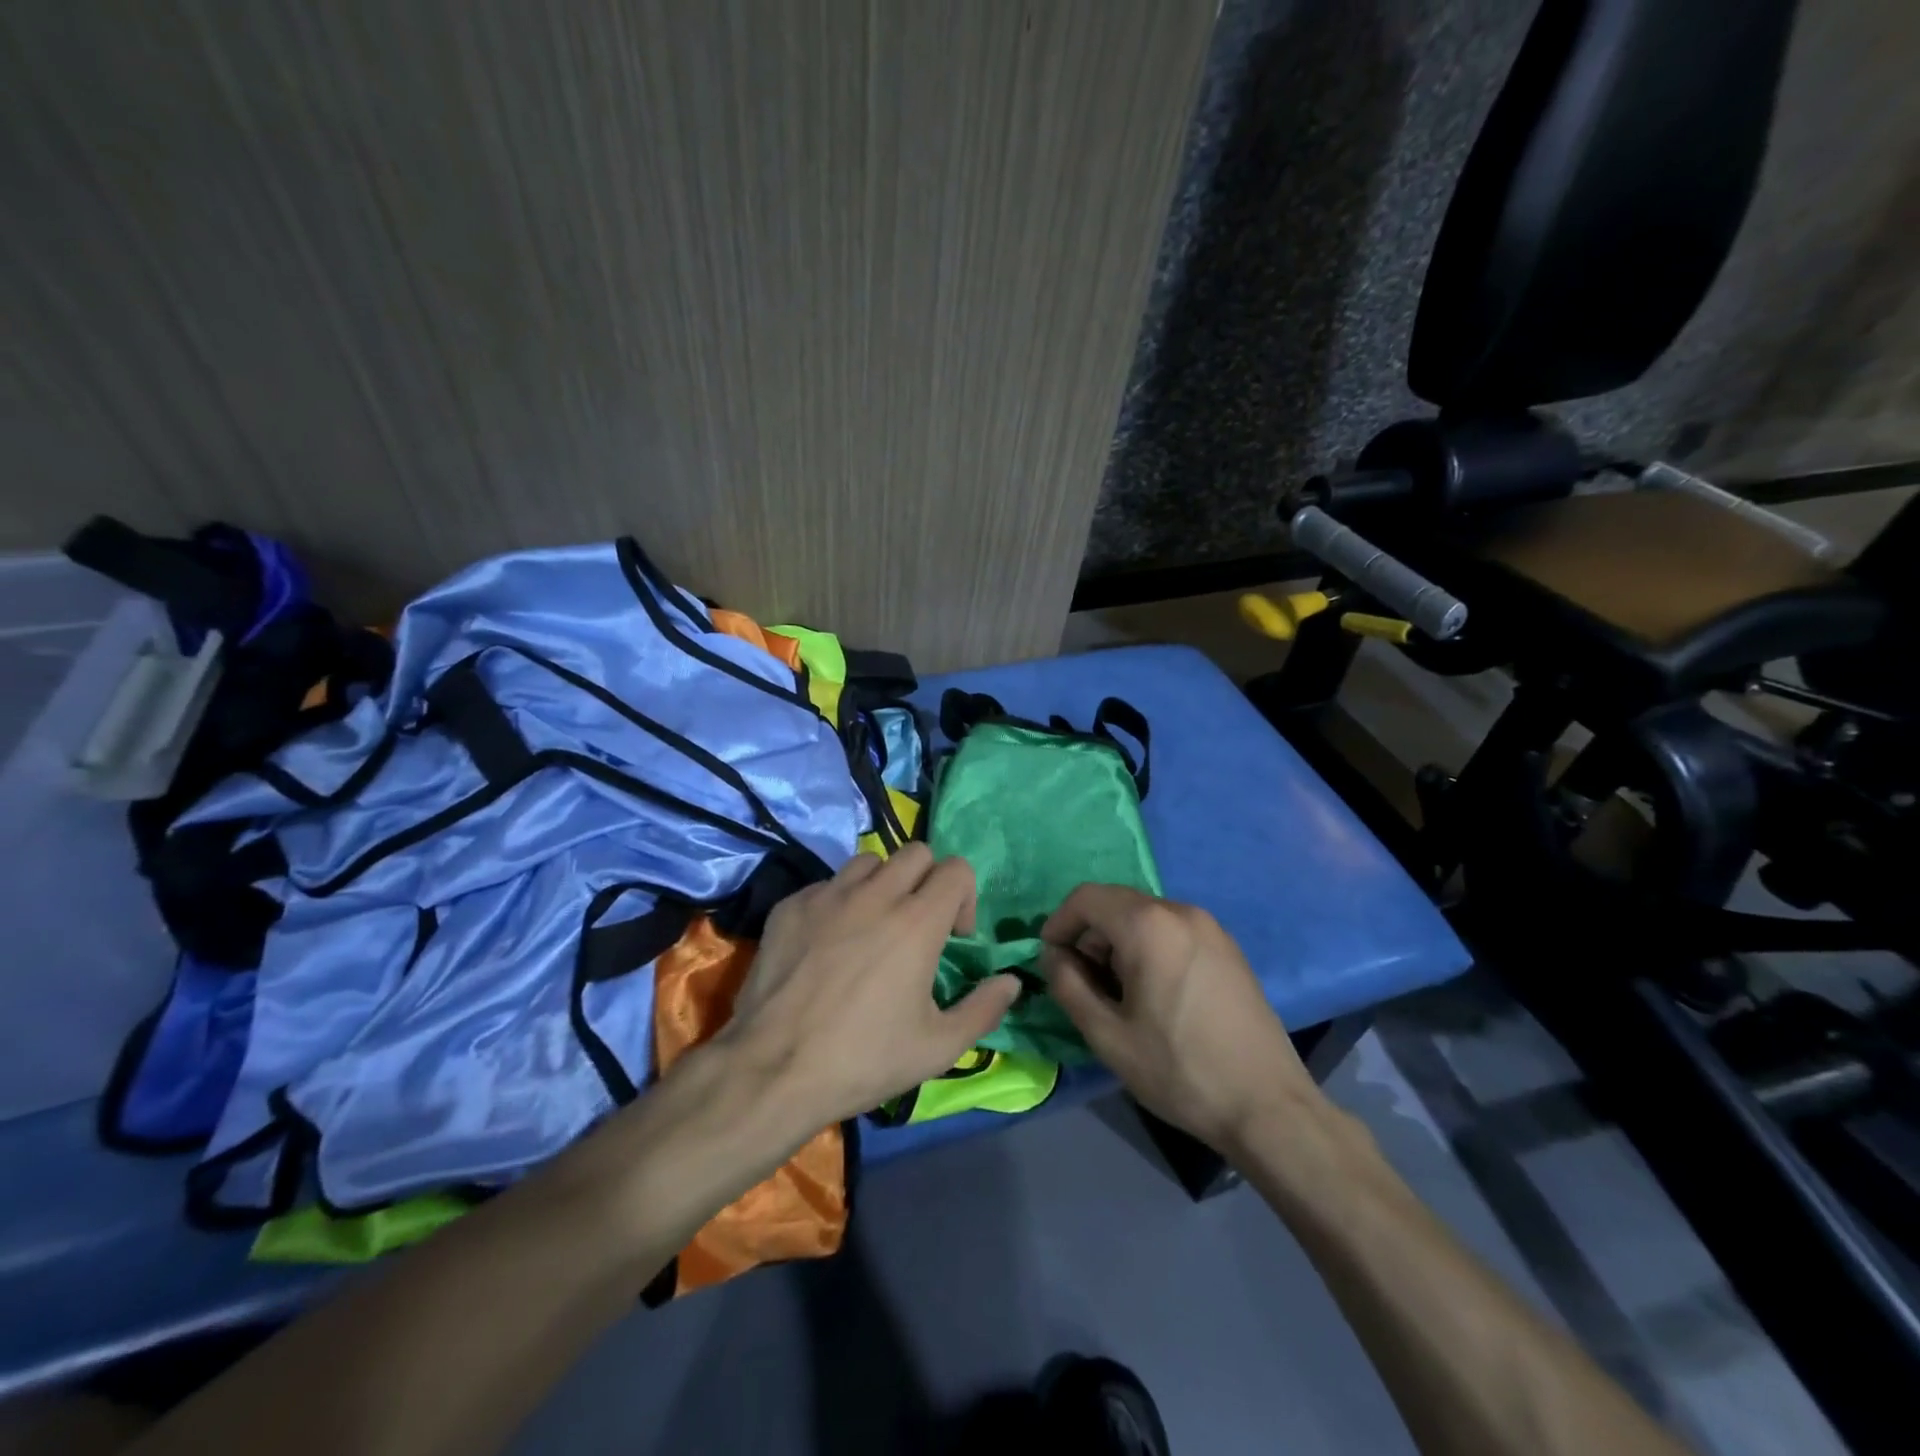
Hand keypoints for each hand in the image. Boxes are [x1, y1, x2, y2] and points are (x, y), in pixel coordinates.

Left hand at [722, 845, 1019, 1133]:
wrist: (772, 1070)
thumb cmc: (863, 1060)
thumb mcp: (937, 1048)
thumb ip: (984, 1009)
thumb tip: (1012, 981)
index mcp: (917, 921)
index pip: (957, 869)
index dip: (965, 897)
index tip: (954, 937)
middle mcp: (875, 894)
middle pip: (916, 852)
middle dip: (928, 880)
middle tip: (917, 924)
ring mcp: (828, 895)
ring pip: (869, 861)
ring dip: (882, 884)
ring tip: (873, 926)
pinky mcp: (791, 906)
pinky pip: (826, 884)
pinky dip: (839, 902)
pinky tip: (828, 943)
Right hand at [1041, 885, 1319, 1150]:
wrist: (1268, 1106)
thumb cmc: (1179, 1070)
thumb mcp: (1107, 1035)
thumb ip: (1068, 985)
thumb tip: (1053, 956)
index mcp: (1148, 925)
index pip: (1086, 898)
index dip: (1059, 923)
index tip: (1051, 960)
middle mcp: (1180, 911)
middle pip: (1116, 903)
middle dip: (1089, 935)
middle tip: (1082, 983)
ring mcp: (1210, 927)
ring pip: (1145, 916)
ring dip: (1118, 942)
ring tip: (1118, 993)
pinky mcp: (1228, 947)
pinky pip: (1173, 930)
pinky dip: (1149, 946)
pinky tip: (1154, 992)